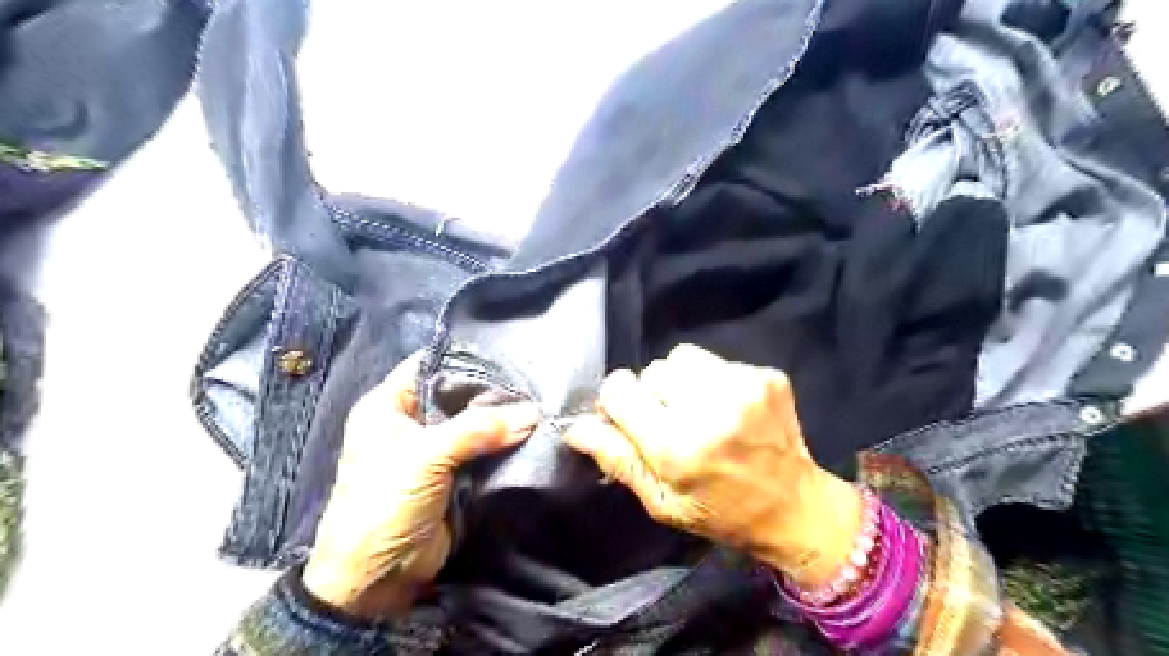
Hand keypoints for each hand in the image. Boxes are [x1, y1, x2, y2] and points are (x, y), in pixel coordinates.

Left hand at [300, 355, 538, 613]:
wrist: (377, 578)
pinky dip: (504, 444)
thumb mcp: (425, 458)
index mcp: (388, 406)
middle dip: (492, 391)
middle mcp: (411, 422)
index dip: (465, 358)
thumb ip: (478, 430)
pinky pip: (483, 450)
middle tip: (533, 383)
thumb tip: (532, 413)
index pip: (430, 365)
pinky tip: (532, 433)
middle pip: (457, 394)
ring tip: (541, 404)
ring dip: (502, 419)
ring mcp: (434, 449)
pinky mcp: (454, 474)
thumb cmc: (384, 504)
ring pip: (474, 423)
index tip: (507, 356)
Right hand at [562, 345, 862, 584]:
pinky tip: (729, 409)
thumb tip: (575, 427)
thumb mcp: (660, 502)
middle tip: (673, 423)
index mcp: (677, 446)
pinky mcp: (767, 375)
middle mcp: (709, 408)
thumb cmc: (719, 512)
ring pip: (682, 358)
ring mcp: (744, 386)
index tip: (630, 418)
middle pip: (652, 370)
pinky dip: (713, 381)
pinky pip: (717, 362)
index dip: (618, 402)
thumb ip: (617, 459)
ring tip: (700, 411)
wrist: (795, 507)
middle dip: (654, 394)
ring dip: (682, 381)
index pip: (619, 389)